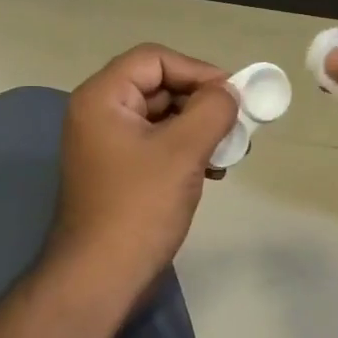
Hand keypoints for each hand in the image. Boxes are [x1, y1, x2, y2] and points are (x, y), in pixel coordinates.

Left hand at [45, 44, 240, 307]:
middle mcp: (100, 113)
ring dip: (199, 128)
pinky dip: (187, 149)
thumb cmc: (139, 208)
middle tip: (237, 123)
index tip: (232, 95)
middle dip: (202, 101)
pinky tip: (214, 171)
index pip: (155, 59)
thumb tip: (229, 92)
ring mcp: (108, 145)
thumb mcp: (183, 151)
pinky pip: (158, 144)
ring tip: (231, 151)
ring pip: (163, 116)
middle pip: (159, 85)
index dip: (197, 70)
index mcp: (103, 98)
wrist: (101, 278)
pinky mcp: (120, 171)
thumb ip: (212, 110)